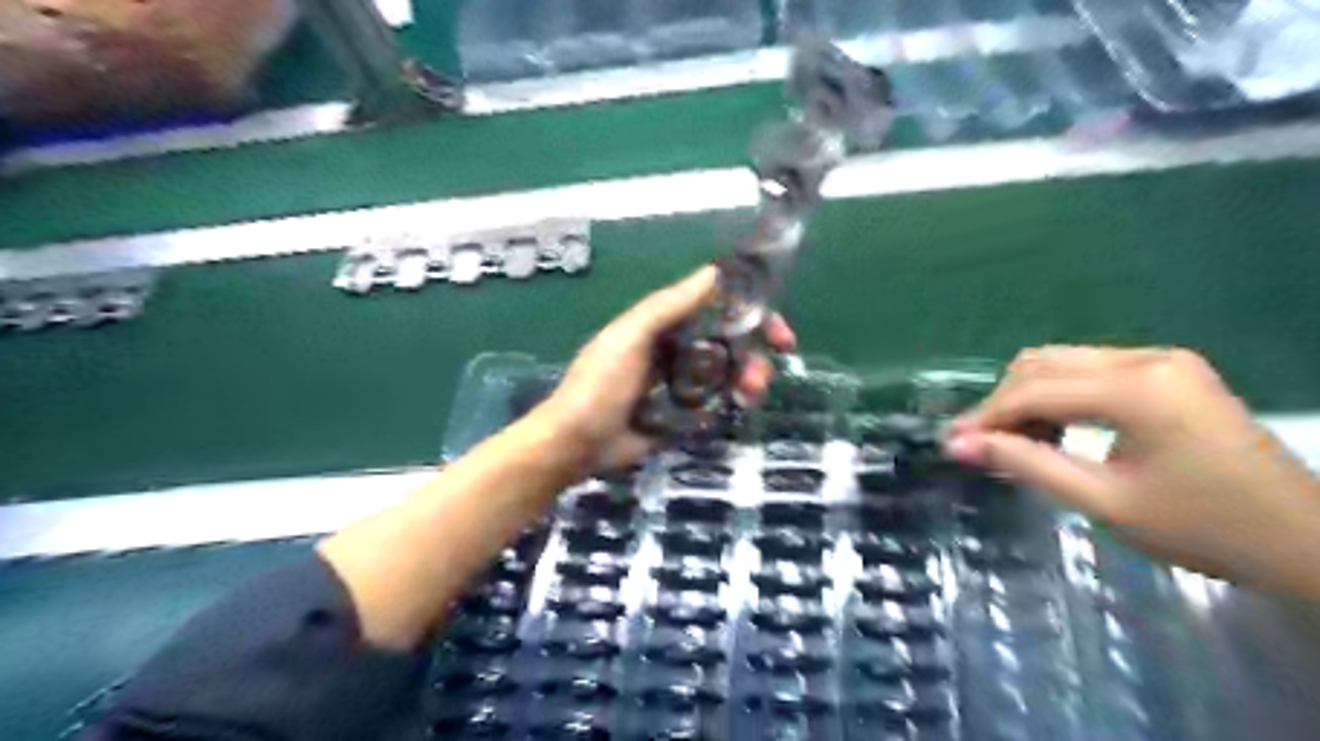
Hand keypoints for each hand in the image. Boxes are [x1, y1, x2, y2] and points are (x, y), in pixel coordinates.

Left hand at [534, 267, 793, 468]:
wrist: (576, 444)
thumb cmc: (599, 384)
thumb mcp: (630, 337)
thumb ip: (669, 306)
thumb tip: (714, 271)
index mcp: (665, 326)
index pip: (717, 310)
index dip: (751, 316)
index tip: (779, 334)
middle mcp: (677, 350)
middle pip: (731, 345)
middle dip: (755, 356)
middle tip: (763, 377)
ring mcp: (682, 385)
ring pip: (729, 375)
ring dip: (749, 381)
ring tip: (749, 396)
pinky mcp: (683, 416)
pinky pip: (717, 404)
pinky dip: (731, 404)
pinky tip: (735, 410)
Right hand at [944, 344, 1318, 596]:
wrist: (1305, 541)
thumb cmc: (1204, 529)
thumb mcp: (1104, 502)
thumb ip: (1027, 464)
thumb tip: (959, 444)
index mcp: (1137, 388)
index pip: (1034, 390)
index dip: (985, 415)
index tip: (951, 442)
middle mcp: (1146, 358)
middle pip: (1043, 364)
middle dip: (1003, 403)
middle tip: (980, 444)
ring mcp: (1161, 359)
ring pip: (1062, 362)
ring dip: (1028, 396)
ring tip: (1016, 441)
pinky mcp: (1168, 370)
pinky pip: (1090, 370)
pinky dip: (1059, 395)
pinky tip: (1055, 428)